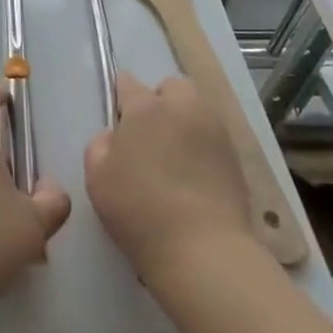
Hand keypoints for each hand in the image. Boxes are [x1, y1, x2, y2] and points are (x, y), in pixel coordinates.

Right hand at [86, 72, 252, 285]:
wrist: (203, 249)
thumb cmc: (140, 210)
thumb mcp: (97, 178)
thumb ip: (100, 146)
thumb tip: (115, 136)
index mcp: (145, 108)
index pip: (127, 83)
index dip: (120, 96)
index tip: (118, 119)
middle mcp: (182, 108)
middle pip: (171, 86)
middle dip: (161, 100)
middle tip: (151, 133)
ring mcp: (213, 130)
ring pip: (197, 107)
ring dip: (185, 120)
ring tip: (175, 153)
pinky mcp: (235, 156)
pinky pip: (214, 136)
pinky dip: (203, 145)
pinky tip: (195, 173)